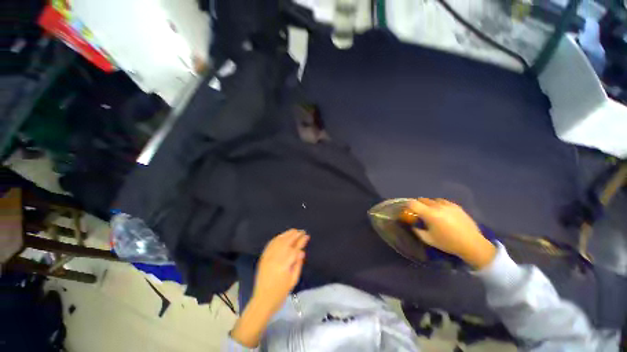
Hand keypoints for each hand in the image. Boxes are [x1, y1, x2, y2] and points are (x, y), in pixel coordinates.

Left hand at [231, 229, 308, 347]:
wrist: (262, 300)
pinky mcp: (263, 257)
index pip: (295, 248)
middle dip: (295, 235)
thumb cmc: (280, 293)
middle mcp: (276, 257)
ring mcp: (268, 256)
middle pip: (287, 241)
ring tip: (294, 231)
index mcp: (284, 264)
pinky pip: (271, 243)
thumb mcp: (293, 281)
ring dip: (287, 234)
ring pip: (279, 240)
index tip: (307, 236)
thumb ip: (298, 265)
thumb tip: (301, 252)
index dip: (301, 241)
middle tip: (302, 231)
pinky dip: (277, 237)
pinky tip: (282, 235)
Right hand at [406, 198, 495, 268]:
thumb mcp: (428, 239)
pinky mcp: (456, 206)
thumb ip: (417, 230)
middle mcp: (437, 206)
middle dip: (418, 205)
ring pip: (432, 200)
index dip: (407, 206)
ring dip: (428, 204)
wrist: (472, 244)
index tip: (407, 211)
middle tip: (419, 213)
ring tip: (431, 212)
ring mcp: (448, 205)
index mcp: (430, 214)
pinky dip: (438, 205)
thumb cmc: (448, 243)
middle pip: (422, 199)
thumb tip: (413, 224)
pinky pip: (443, 201)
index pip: (413, 203)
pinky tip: (442, 213)